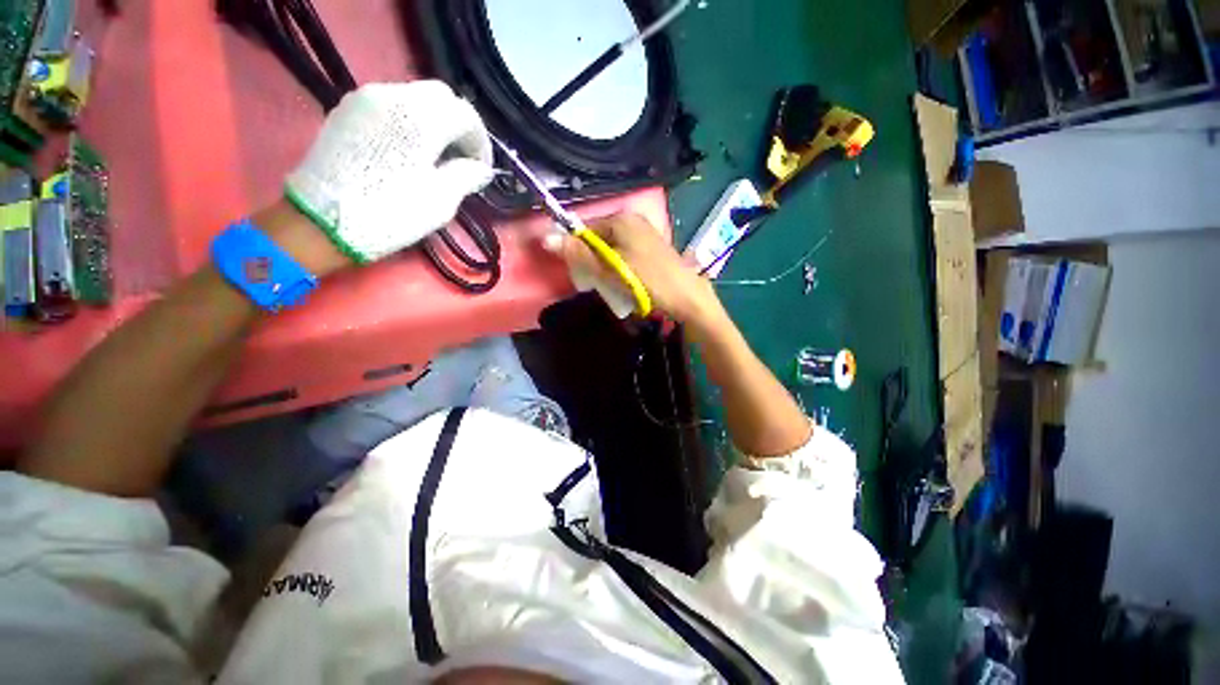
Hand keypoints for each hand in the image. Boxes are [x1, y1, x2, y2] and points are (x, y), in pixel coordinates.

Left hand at [285, 81, 494, 263]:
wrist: (322, 220)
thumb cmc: (390, 212)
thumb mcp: (441, 200)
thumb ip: (467, 176)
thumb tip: (480, 169)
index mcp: (421, 117)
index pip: (466, 114)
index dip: (481, 141)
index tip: (482, 168)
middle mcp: (393, 94)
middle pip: (440, 96)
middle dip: (458, 125)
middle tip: (462, 157)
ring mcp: (366, 98)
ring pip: (414, 96)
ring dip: (434, 121)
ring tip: (436, 155)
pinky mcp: (348, 109)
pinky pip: (390, 103)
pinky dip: (409, 120)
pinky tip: (408, 149)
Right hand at [542, 213, 722, 325]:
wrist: (687, 298)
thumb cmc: (648, 281)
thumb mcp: (611, 269)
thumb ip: (580, 254)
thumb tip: (546, 238)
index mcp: (622, 219)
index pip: (585, 228)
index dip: (575, 249)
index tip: (578, 272)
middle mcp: (633, 220)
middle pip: (598, 237)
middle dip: (592, 259)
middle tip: (595, 281)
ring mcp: (644, 233)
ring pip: (611, 247)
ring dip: (604, 265)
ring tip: (609, 284)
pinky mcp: (651, 247)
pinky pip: (624, 253)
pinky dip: (618, 266)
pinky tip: (623, 281)